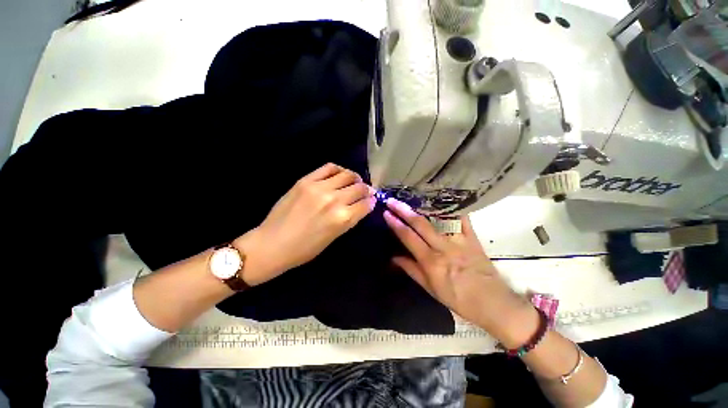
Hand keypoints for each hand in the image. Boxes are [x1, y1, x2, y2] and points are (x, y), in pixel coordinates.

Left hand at [236, 163, 375, 285]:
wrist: (272, 244)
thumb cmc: (305, 249)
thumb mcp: (334, 238)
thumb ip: (350, 219)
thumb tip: (363, 205)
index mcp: (342, 219)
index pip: (366, 204)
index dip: (372, 201)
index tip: (372, 200)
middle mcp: (334, 200)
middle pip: (360, 188)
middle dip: (366, 190)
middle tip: (365, 191)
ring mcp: (319, 188)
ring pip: (347, 175)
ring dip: (355, 178)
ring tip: (354, 181)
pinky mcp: (306, 180)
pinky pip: (329, 167)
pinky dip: (339, 170)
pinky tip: (340, 175)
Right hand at [383, 198, 534, 341]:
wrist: (492, 302)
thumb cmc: (458, 298)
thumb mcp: (430, 289)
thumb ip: (411, 270)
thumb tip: (394, 257)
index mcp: (431, 261)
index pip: (408, 237)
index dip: (396, 224)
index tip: (386, 213)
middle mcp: (443, 247)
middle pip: (420, 224)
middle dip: (403, 210)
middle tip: (392, 200)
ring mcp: (459, 240)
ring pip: (438, 219)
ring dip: (423, 207)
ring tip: (412, 197)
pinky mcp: (472, 237)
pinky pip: (461, 219)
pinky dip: (452, 209)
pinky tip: (442, 200)